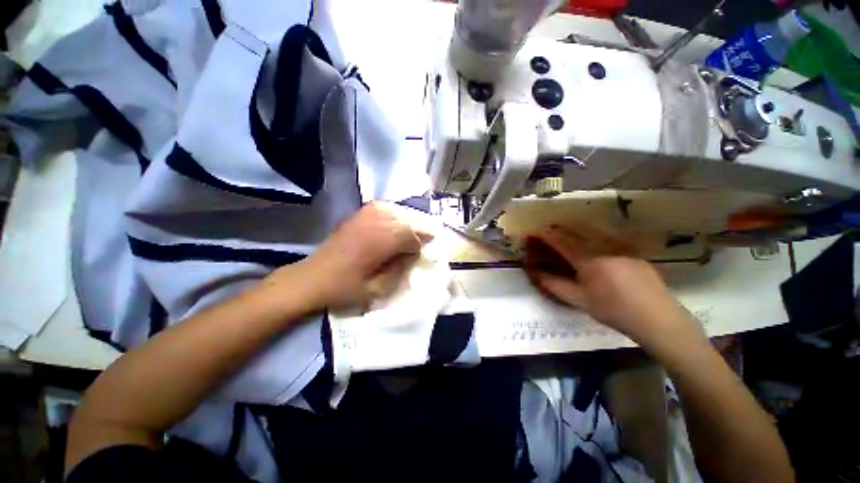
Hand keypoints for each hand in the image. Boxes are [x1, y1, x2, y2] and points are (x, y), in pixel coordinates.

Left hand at [271, 202, 433, 309]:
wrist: (312, 278)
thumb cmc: (344, 288)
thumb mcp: (378, 289)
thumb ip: (401, 269)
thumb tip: (415, 254)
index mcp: (379, 241)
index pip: (412, 235)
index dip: (422, 243)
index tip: (425, 253)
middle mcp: (375, 222)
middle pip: (408, 220)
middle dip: (420, 230)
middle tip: (425, 242)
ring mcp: (366, 214)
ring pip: (399, 211)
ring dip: (410, 221)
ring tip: (413, 233)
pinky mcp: (359, 213)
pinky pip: (386, 208)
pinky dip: (397, 214)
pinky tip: (397, 224)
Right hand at [524, 226, 696, 345]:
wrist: (657, 319)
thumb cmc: (613, 310)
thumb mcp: (579, 301)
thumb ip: (555, 285)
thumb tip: (537, 273)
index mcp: (588, 261)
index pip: (562, 242)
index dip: (547, 236)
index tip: (536, 232)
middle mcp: (604, 249)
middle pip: (577, 235)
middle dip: (561, 231)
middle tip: (550, 232)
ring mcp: (622, 250)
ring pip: (594, 236)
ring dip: (578, 233)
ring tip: (570, 236)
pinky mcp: (635, 255)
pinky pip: (610, 242)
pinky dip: (596, 241)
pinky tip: (597, 250)